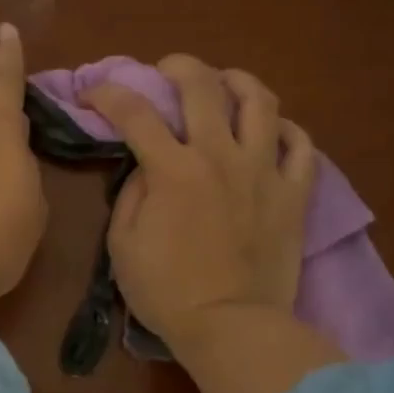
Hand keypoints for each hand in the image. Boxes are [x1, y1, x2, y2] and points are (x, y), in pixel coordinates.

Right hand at [86, 55, 316, 351]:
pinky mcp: (294, 194)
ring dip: (238, 81)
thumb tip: (148, 166)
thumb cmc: (166, 291)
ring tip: (225, 84)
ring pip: (260, 101)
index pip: (133, 112)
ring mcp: (264, 171)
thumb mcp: (123, 244)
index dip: (106, 92)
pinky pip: (301, 146)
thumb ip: (133, 194)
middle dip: (178, 66)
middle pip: (202, 85)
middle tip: (166, 71)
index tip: (92, 93)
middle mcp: (220, 156)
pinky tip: (271, 131)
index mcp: (173, 169)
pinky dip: (285, 130)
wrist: (229, 327)